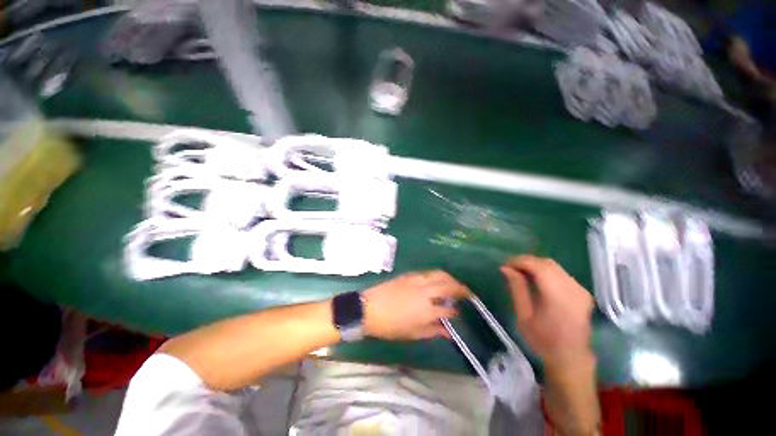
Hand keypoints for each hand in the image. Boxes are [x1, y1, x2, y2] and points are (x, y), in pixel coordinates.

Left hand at [362, 271, 470, 340]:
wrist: (368, 308)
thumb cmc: (390, 325)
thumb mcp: (412, 333)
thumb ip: (432, 330)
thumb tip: (447, 331)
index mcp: (427, 310)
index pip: (448, 309)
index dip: (455, 312)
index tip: (457, 313)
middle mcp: (425, 292)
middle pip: (448, 285)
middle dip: (460, 288)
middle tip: (467, 292)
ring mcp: (417, 281)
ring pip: (439, 274)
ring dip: (450, 278)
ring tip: (455, 283)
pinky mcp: (409, 275)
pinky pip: (427, 272)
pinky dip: (436, 275)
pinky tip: (436, 279)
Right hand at [501, 256, 593, 366]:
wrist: (570, 358)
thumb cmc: (543, 339)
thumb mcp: (523, 315)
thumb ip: (517, 288)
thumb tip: (506, 268)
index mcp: (558, 296)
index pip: (538, 266)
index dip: (519, 261)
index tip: (505, 265)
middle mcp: (573, 289)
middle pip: (547, 263)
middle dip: (526, 261)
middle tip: (511, 268)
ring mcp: (580, 290)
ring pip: (554, 266)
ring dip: (535, 265)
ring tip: (521, 273)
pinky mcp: (582, 292)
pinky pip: (561, 273)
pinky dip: (546, 272)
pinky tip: (536, 280)